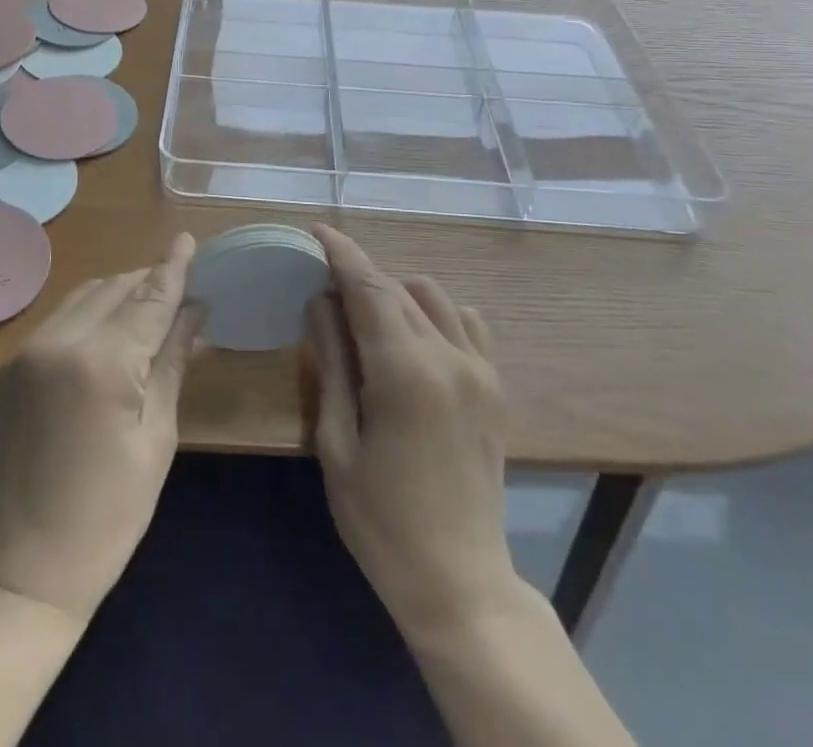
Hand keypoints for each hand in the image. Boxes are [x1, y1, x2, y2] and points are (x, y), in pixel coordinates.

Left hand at [0, 235, 205, 623]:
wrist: (18, 571)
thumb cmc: (108, 516)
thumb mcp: (156, 438)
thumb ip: (172, 363)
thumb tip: (195, 312)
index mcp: (102, 362)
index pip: (149, 298)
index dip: (173, 268)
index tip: (190, 239)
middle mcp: (59, 341)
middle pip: (115, 288)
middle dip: (149, 282)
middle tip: (181, 289)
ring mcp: (26, 351)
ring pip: (84, 297)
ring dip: (118, 293)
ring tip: (149, 306)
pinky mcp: (8, 367)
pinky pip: (58, 320)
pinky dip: (89, 313)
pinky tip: (108, 330)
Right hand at [302, 224, 518, 644]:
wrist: (460, 582)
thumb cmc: (381, 520)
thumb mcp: (337, 442)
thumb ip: (331, 362)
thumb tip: (320, 301)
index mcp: (404, 371)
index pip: (368, 287)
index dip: (341, 253)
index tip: (317, 230)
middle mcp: (448, 356)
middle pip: (396, 289)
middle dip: (359, 275)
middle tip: (325, 282)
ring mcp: (480, 368)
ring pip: (432, 296)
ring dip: (395, 292)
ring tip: (367, 317)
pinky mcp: (495, 385)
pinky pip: (465, 321)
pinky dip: (435, 313)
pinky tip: (414, 338)